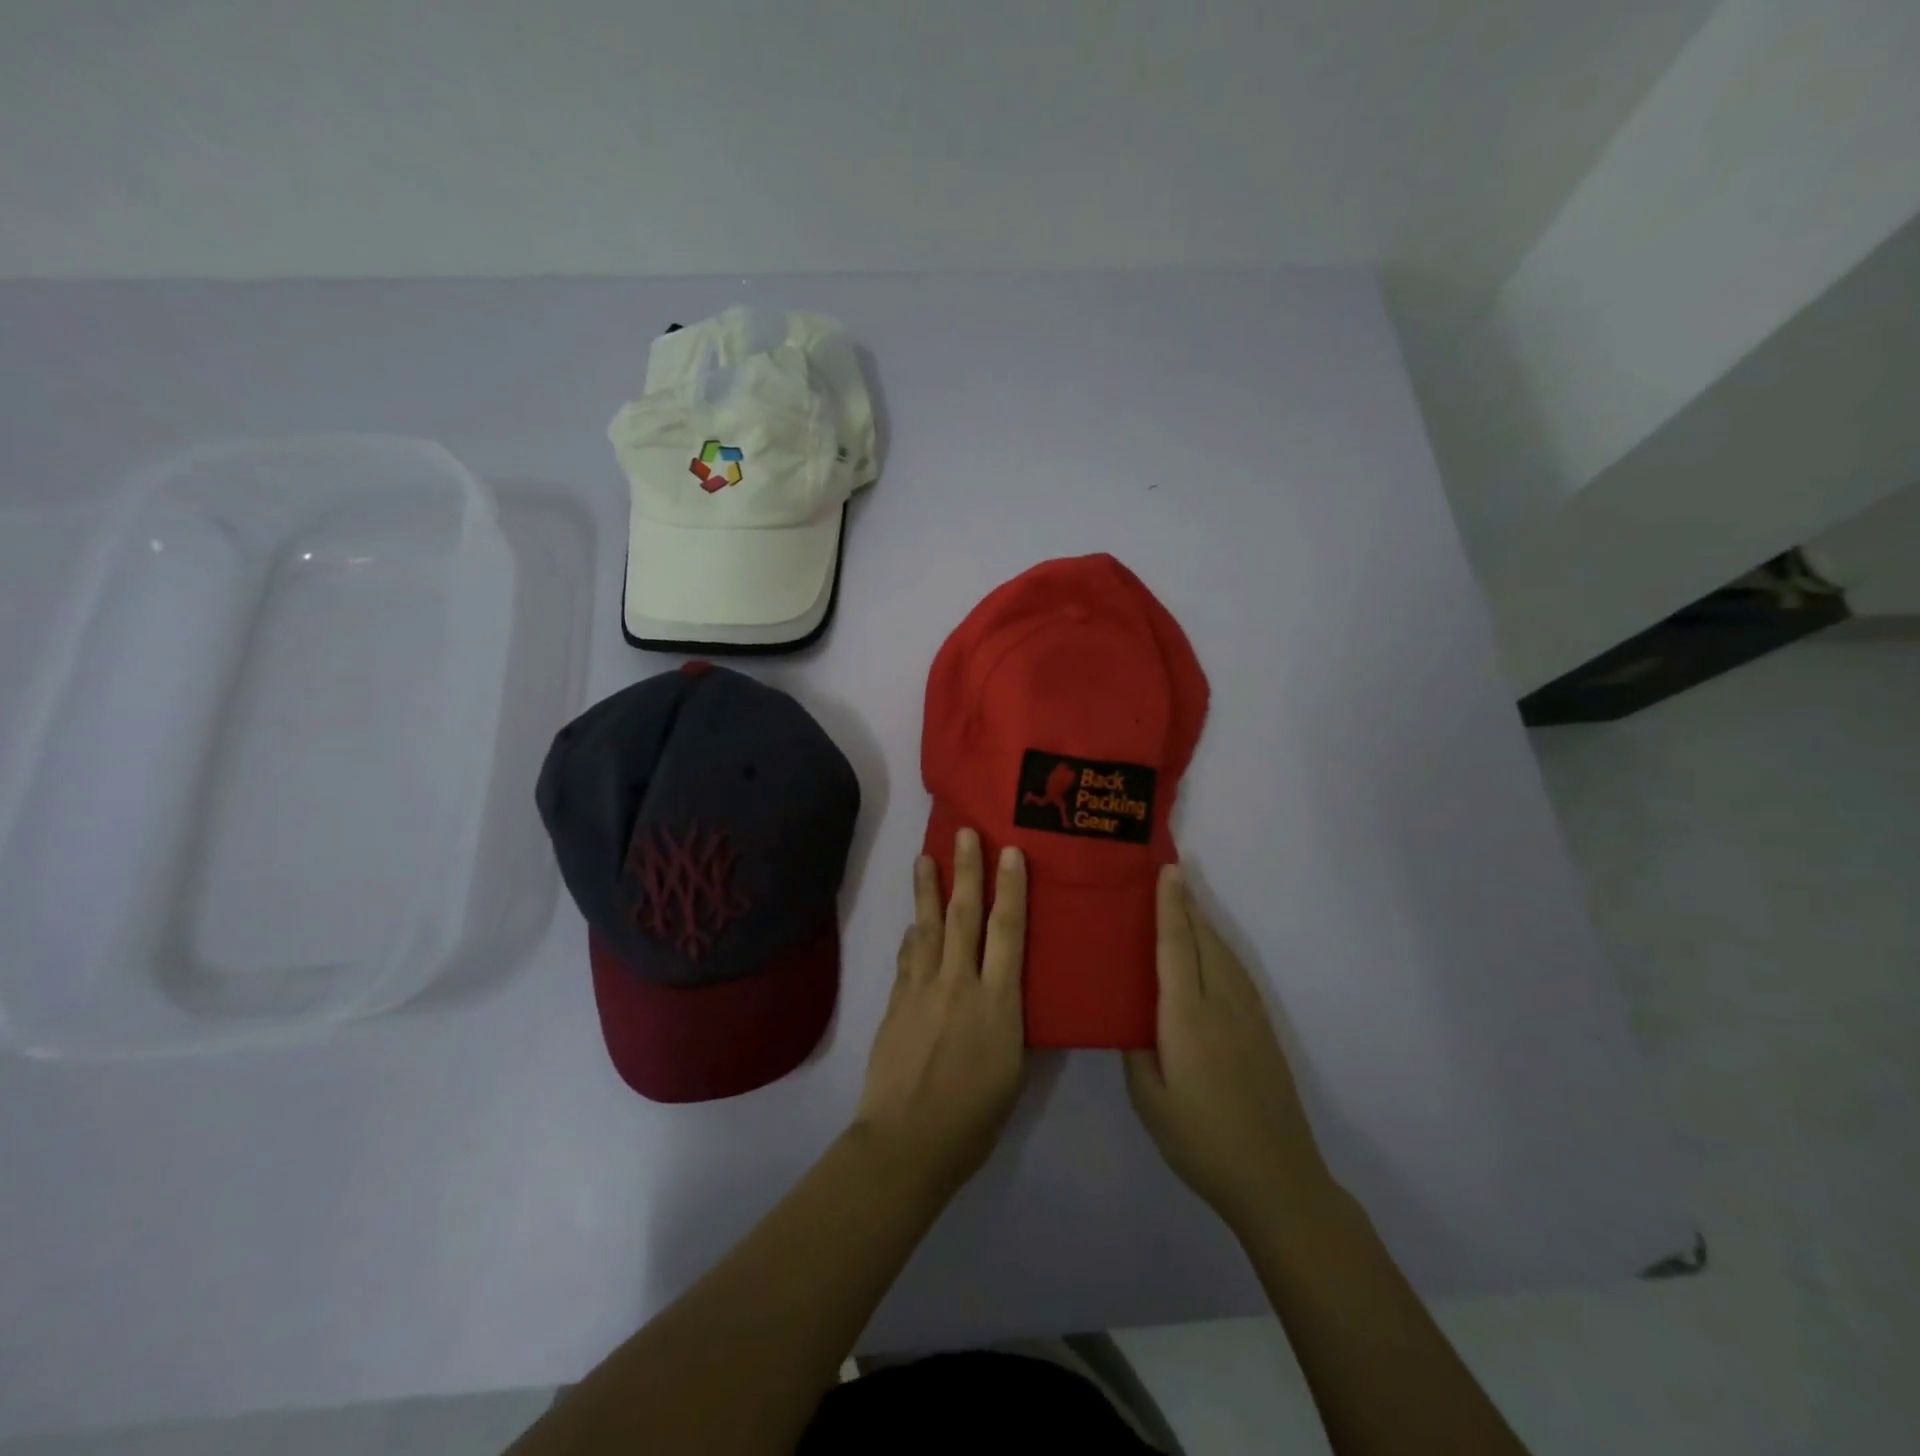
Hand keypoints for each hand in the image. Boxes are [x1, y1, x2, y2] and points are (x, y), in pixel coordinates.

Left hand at [852, 829, 1026, 1196]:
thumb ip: (1010, 1024)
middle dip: (966, 871)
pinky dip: (912, 935)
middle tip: (964, 834)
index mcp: (997, 1002)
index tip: (1011, 853)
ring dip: (927, 890)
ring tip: (924, 858)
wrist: (906, 1142)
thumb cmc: (973, 1119)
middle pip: (963, 916)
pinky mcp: (896, 1003)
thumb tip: (1006, 995)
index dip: (1011, 889)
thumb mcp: (1013, 1072)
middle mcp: (959, 983)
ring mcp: (922, 990)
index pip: (1007, 932)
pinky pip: (907, 957)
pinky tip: (913, 925)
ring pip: (927, 927)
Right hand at [1124, 866, 1333, 1231]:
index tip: (1167, 871)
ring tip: (1186, 903)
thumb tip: (1128, 1015)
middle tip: (1170, 873)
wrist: (1277, 1179)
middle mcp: (1221, 1006)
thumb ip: (1135, 1051)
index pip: (1176, 947)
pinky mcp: (1263, 1031)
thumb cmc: (1201, 1142)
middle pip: (1203, 941)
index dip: (1170, 907)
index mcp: (1187, 1019)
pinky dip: (1220, 949)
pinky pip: (1237, 973)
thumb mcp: (1149, 1101)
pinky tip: (1212, 951)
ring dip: (1204, 923)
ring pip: (1224, 954)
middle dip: (1187, 904)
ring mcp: (1248, 1017)